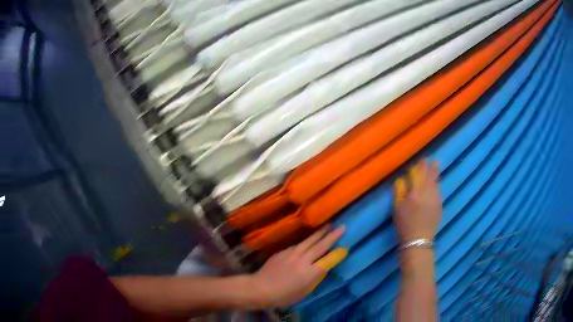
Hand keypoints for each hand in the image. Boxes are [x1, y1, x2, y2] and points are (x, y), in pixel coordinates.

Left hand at [250, 226, 345, 306]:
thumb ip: (316, 279)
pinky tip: (309, 240)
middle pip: (320, 246)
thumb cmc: (284, 296)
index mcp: (310, 273)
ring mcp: (292, 254)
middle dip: (332, 236)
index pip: (328, 260)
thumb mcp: (304, 292)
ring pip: (309, 241)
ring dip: (320, 233)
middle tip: (342, 227)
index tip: (345, 247)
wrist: (260, 287)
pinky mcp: (283, 251)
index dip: (338, 254)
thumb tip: (324, 268)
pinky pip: (298, 244)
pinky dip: (306, 241)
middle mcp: (303, 260)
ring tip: (328, 226)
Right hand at [393, 159, 441, 241]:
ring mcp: (436, 199)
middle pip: (432, 176)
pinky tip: (436, 185)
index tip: (423, 159)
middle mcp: (429, 192)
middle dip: (433, 167)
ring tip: (436, 168)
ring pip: (437, 183)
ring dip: (436, 175)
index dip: (422, 165)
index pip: (420, 173)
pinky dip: (437, 185)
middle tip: (435, 160)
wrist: (418, 240)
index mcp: (416, 192)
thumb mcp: (397, 207)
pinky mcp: (440, 205)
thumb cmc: (404, 223)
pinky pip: (439, 191)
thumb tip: (403, 179)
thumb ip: (399, 190)